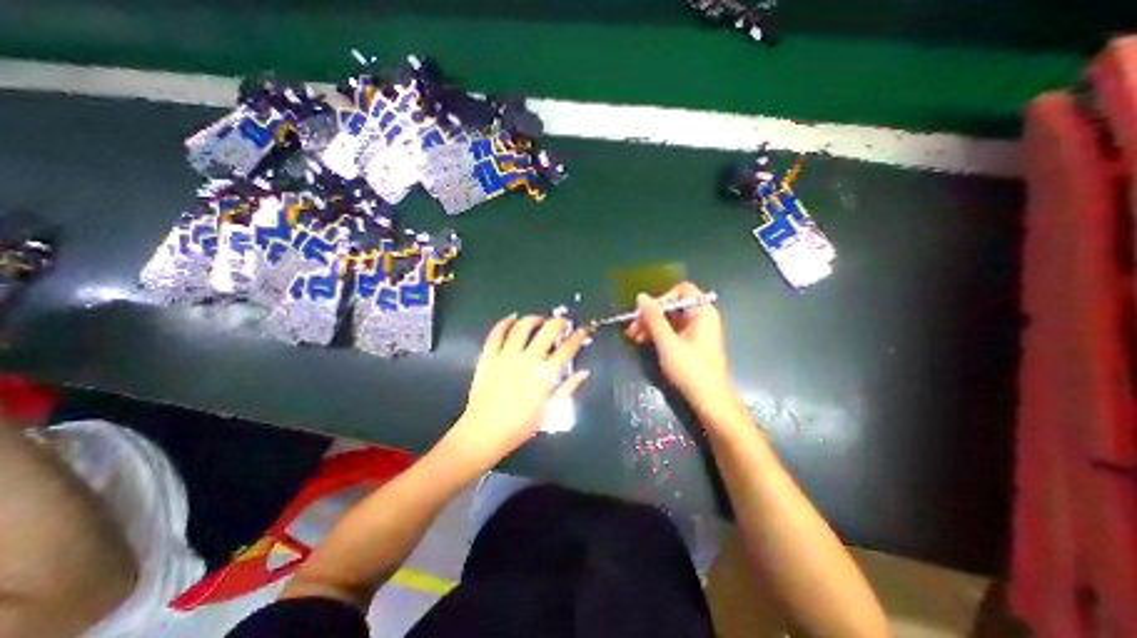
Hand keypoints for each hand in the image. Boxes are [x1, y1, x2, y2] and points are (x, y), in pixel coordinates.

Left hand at [443, 313, 590, 468]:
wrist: (485, 432)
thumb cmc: (520, 426)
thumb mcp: (550, 411)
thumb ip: (568, 388)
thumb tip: (584, 372)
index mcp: (545, 374)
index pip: (566, 349)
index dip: (576, 338)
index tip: (581, 331)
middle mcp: (528, 359)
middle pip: (547, 331)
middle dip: (559, 322)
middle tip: (563, 321)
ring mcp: (507, 355)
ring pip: (522, 327)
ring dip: (533, 319)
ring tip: (539, 319)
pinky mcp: (489, 356)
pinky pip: (497, 333)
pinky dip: (505, 322)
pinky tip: (512, 318)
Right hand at [625, 282, 731, 411]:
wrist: (710, 400)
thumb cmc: (690, 369)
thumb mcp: (667, 342)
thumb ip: (654, 318)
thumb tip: (641, 296)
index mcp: (702, 312)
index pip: (681, 290)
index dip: (661, 299)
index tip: (645, 313)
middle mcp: (702, 317)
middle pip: (674, 305)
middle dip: (651, 315)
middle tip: (632, 328)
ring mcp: (698, 331)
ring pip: (671, 319)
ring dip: (651, 326)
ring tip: (633, 337)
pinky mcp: (693, 344)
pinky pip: (673, 331)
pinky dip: (659, 334)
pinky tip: (643, 342)